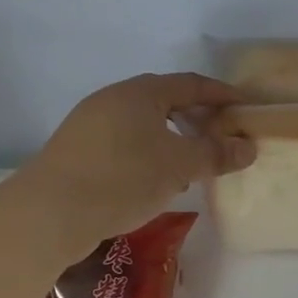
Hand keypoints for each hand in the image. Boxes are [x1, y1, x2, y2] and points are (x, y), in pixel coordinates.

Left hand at [20, 73, 253, 260]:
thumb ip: (215, 154)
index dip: (221, 94)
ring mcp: (90, 126)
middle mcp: (113, 100)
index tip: (245, 108)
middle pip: (165, 101)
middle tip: (221, 138)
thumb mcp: (179, 165)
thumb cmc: (123, 177)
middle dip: (197, 118)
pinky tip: (156, 181)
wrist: (49, 213)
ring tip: (193, 164)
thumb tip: (248, 146)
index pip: (190, 84)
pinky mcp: (77, 152)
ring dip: (173, 140)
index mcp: (140, 93)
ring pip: (144, 125)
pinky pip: (126, 144)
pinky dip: (150, 155)